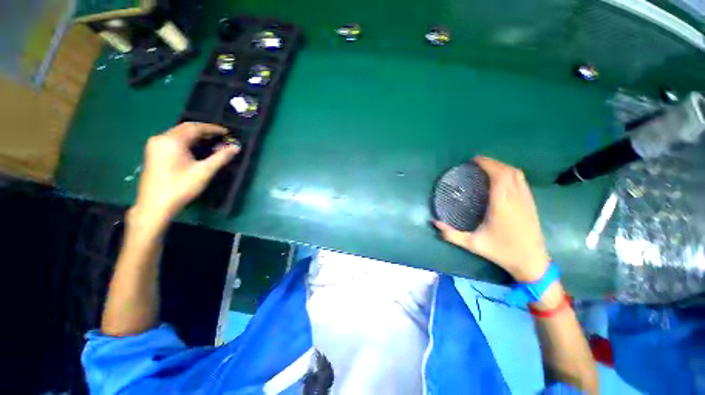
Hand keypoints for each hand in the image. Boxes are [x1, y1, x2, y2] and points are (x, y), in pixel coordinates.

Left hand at [130, 122, 239, 231]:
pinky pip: (173, 141)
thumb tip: (236, 147)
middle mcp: (161, 138)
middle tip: (221, 137)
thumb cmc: (181, 187)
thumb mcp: (204, 172)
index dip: (213, 129)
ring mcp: (155, 145)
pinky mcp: (153, 153)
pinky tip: (196, 149)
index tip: (227, 132)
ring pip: (179, 134)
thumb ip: (221, 157)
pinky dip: (187, 141)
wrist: (155, 205)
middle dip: (204, 131)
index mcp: (172, 140)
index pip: (195, 128)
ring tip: (212, 142)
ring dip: (196, 136)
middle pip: (186, 129)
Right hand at [433, 156, 549, 281]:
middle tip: (477, 162)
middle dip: (493, 163)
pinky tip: (502, 179)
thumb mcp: (472, 244)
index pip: (498, 176)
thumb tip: (434, 222)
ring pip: (518, 174)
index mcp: (502, 205)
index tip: (474, 160)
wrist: (532, 262)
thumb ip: (451, 234)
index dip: (487, 164)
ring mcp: (526, 200)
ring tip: (488, 168)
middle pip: (508, 171)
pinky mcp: (531, 204)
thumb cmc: (501, 252)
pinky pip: (522, 181)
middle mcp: (516, 198)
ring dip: (503, 167)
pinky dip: (511, 174)